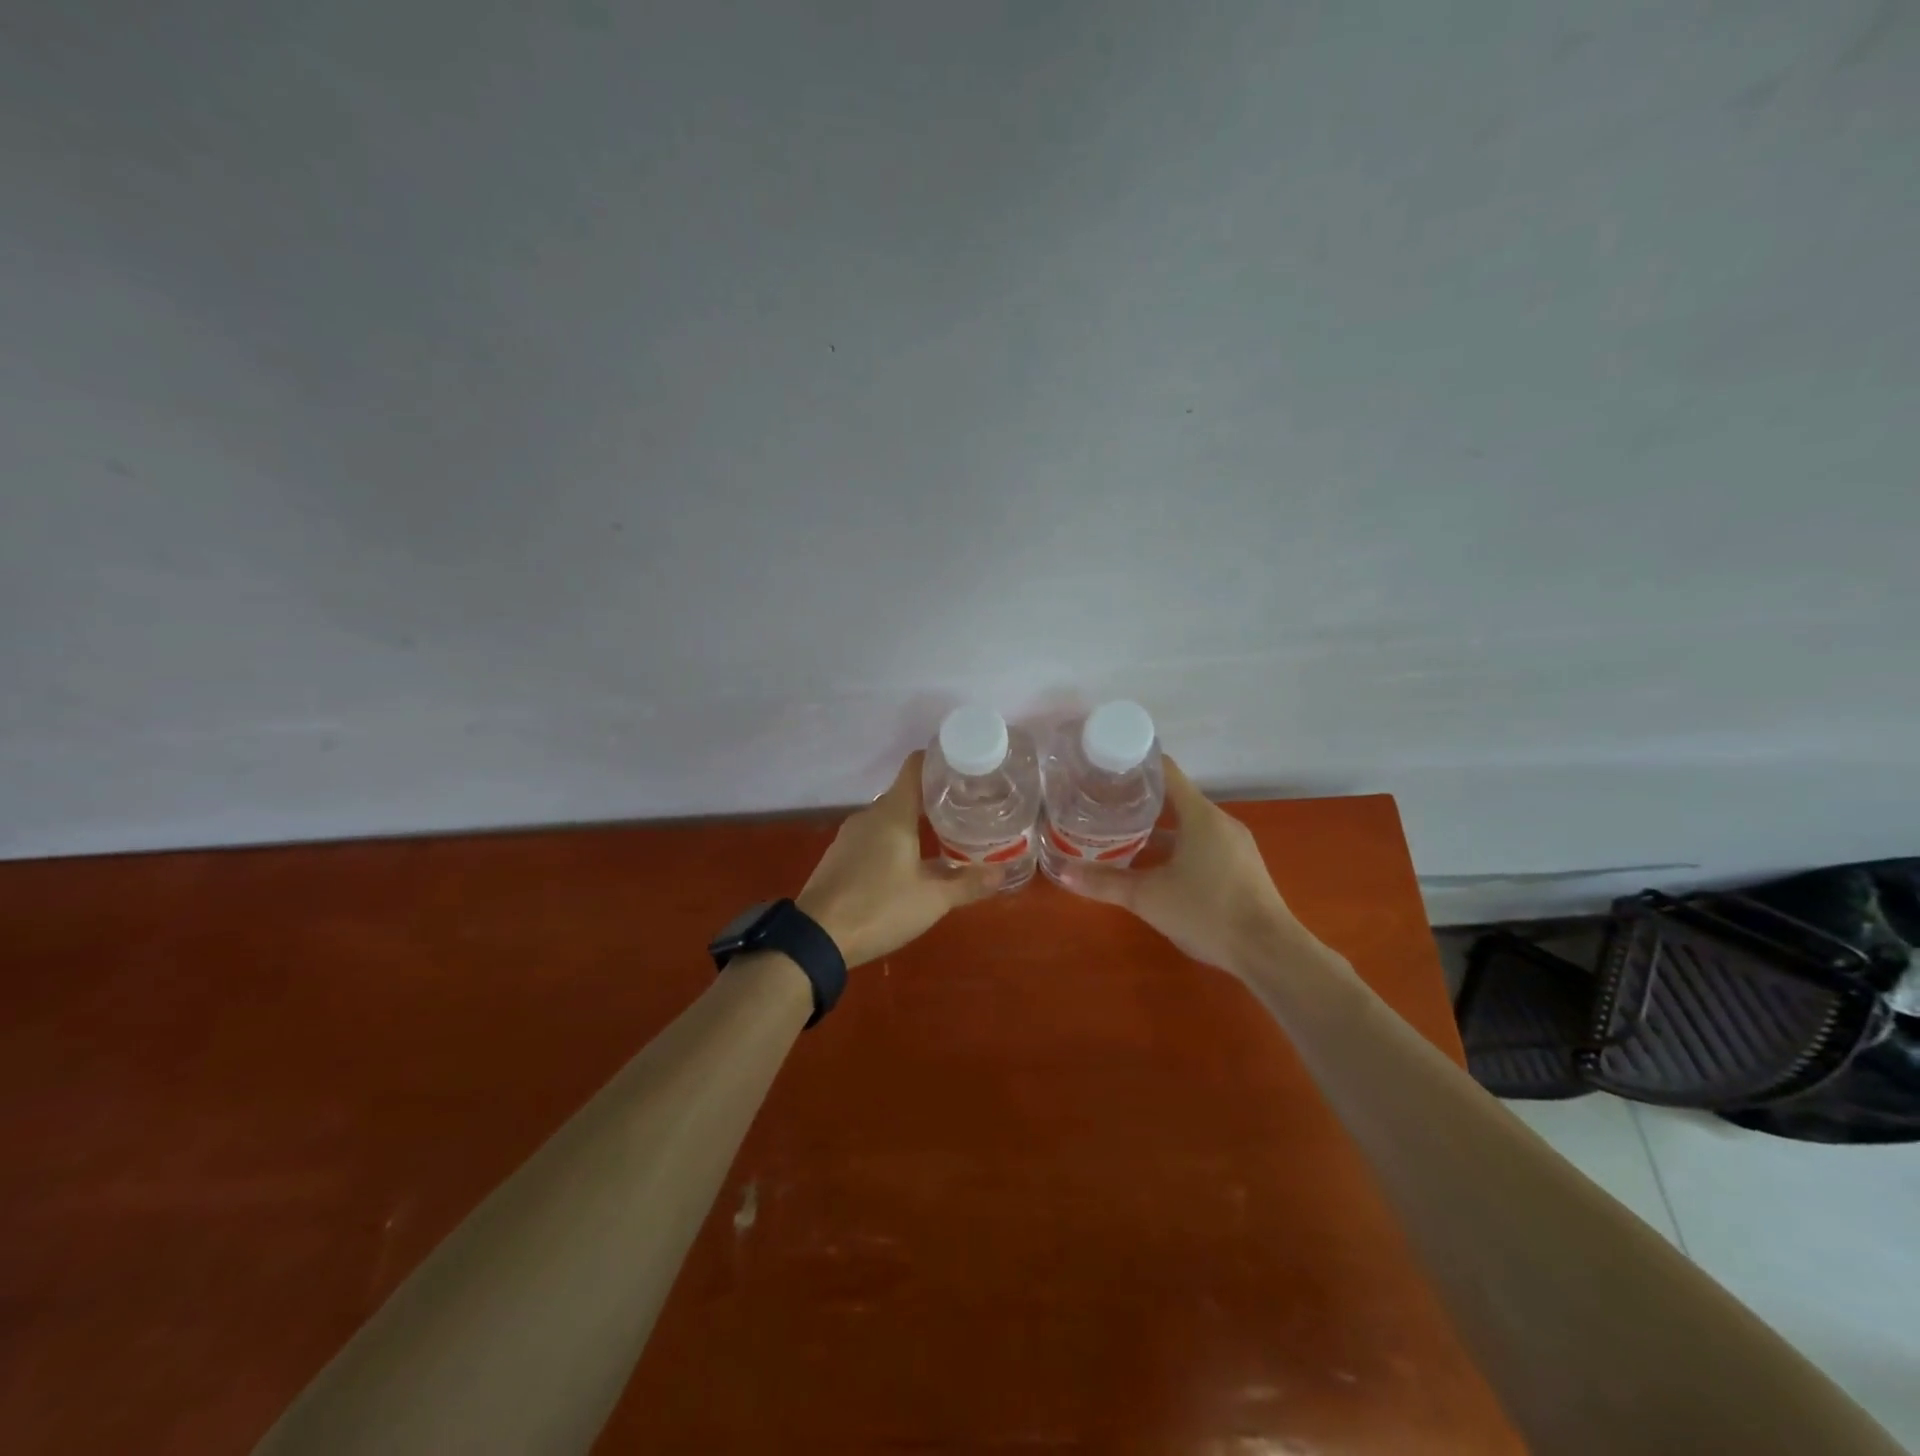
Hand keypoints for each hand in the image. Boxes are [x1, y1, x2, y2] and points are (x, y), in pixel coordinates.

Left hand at [796, 751, 1003, 968]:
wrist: (815, 938)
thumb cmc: (879, 907)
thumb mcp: (932, 899)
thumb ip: (968, 883)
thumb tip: (1002, 872)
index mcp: (892, 813)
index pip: (916, 767)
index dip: (940, 761)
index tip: (966, 767)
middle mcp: (869, 816)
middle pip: (905, 794)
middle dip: (935, 800)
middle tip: (967, 810)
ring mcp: (849, 836)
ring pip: (889, 819)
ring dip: (914, 825)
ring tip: (945, 836)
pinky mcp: (839, 857)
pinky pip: (873, 838)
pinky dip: (894, 842)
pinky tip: (909, 864)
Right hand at [1055, 757, 1301, 974]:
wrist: (1269, 952)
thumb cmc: (1207, 912)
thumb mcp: (1148, 897)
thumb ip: (1105, 883)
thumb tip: (1062, 871)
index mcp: (1200, 815)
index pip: (1166, 771)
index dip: (1136, 765)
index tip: (1105, 768)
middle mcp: (1220, 821)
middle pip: (1175, 797)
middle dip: (1139, 800)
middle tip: (1102, 804)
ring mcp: (1234, 844)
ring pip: (1189, 824)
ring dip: (1158, 827)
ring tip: (1122, 834)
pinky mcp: (1241, 867)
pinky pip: (1203, 843)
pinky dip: (1177, 845)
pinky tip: (1156, 866)